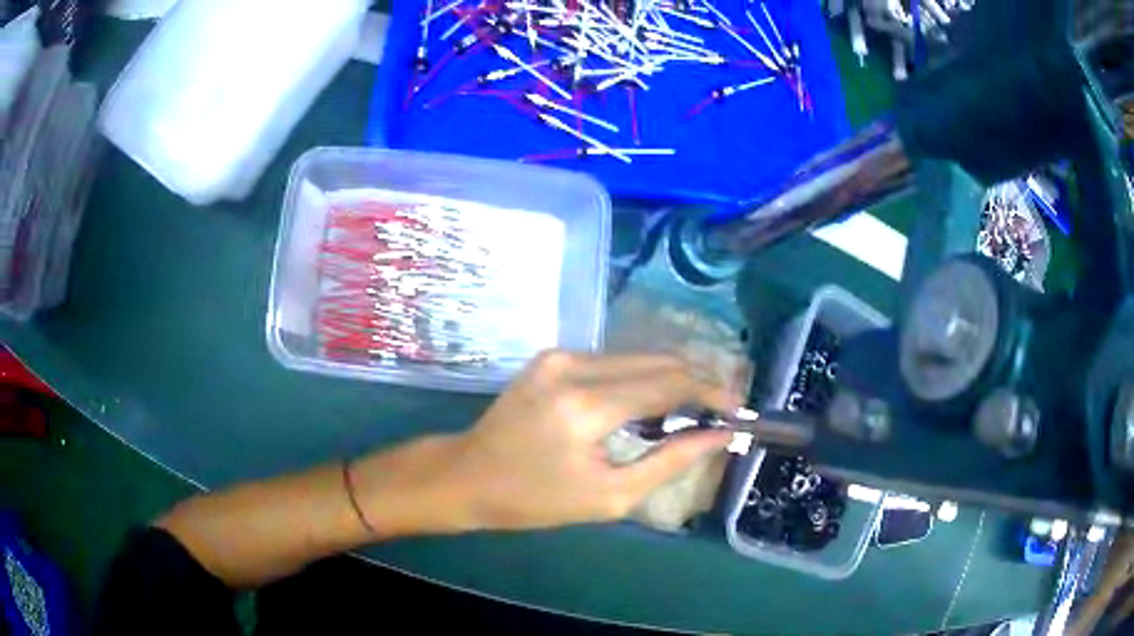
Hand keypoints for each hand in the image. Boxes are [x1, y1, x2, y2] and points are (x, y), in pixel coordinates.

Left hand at [431, 351, 739, 530]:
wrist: (468, 476)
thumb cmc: (536, 500)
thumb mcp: (611, 496)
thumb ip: (671, 460)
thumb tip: (720, 436)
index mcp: (586, 405)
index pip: (669, 383)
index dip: (712, 393)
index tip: (739, 410)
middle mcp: (574, 366)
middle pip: (658, 361)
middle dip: (698, 382)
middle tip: (722, 412)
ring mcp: (559, 355)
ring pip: (637, 357)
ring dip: (671, 381)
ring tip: (692, 414)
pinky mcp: (551, 356)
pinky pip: (612, 361)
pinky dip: (640, 379)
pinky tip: (650, 406)